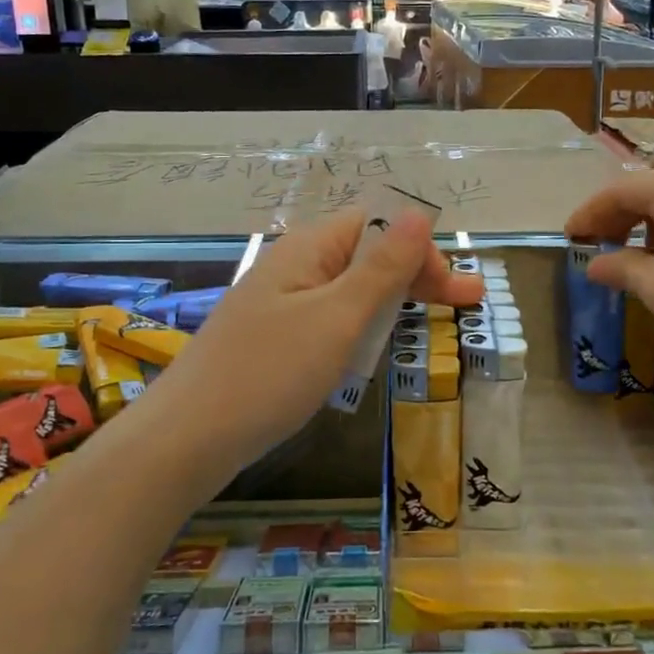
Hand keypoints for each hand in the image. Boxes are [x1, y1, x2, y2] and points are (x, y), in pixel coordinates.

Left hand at [145, 208, 481, 463]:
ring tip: (430, 321)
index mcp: (308, 249)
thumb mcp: (337, 318)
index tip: (455, 293)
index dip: (421, 250)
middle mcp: (294, 267)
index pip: (378, 226)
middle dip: (417, 276)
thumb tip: (418, 213)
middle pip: (367, 255)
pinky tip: (373, 347)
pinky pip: (328, 319)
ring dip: (392, 301)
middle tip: (467, 307)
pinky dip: (360, 327)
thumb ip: (382, 268)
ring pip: (349, 289)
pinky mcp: (273, 339)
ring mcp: (280, 304)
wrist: (186, 440)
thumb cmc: (269, 373)